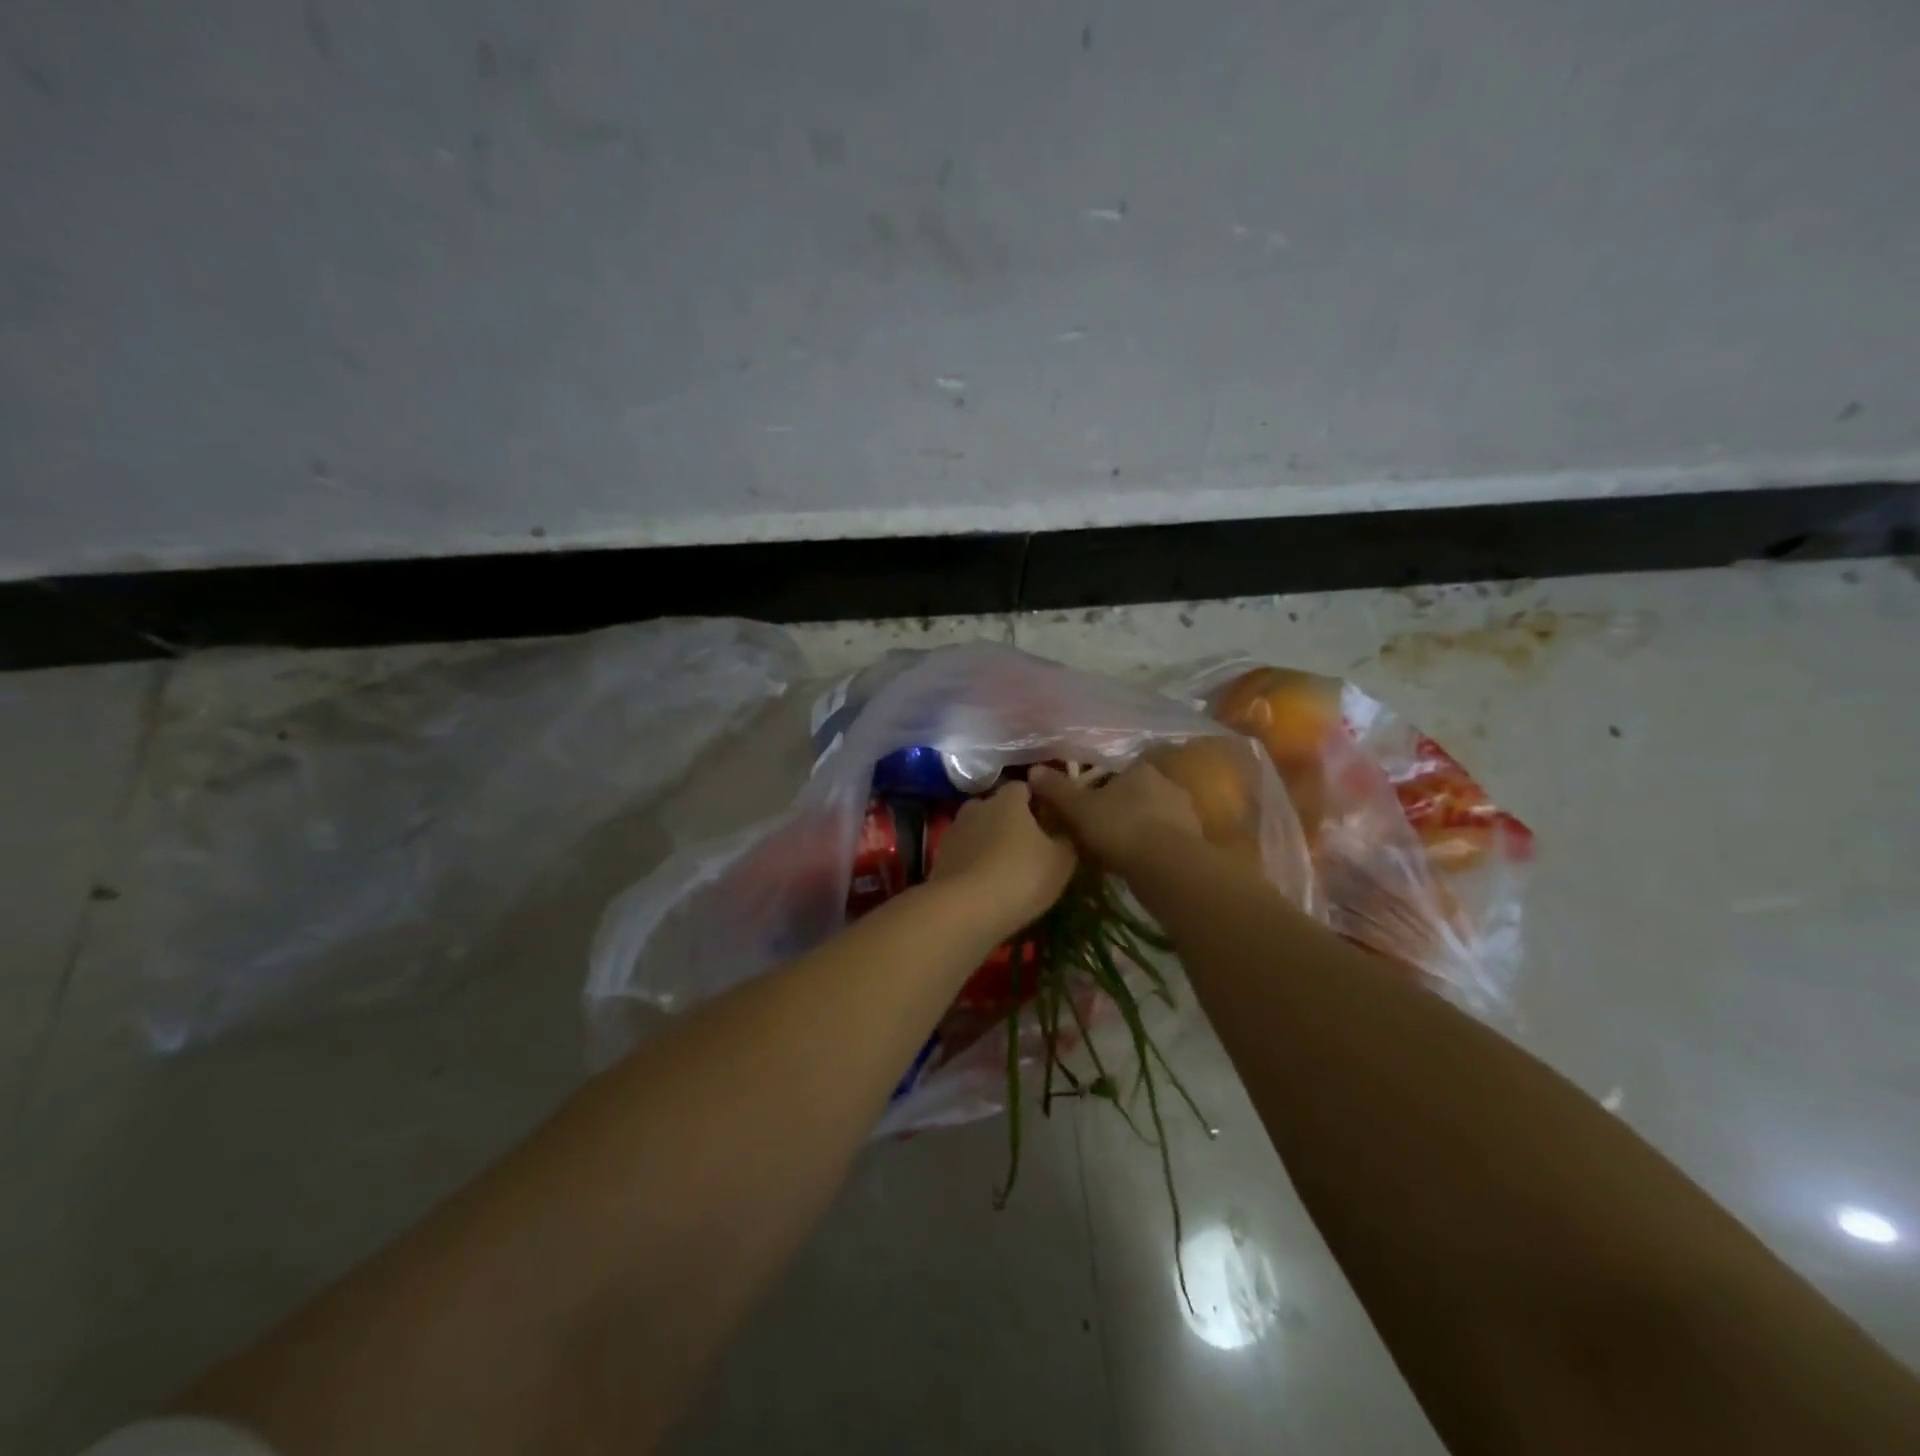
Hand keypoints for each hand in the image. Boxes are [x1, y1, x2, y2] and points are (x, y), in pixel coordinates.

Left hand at [927, 782, 1077, 937]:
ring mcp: (955, 831)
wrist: (964, 909)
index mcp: (1008, 799)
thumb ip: (1067, 840)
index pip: (1024, 787)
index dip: (1038, 801)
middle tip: (1030, 846)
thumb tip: (1066, 832)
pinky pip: (964, 853)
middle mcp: (978, 806)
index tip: (1050, 820)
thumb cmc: (1021, 876)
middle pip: (998, 807)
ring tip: (1007, 868)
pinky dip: (975, 863)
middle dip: (1012, 821)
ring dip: (991, 842)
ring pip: (978, 830)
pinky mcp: (940, 857)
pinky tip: (986, 884)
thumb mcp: (1061, 861)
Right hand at [1028, 759, 1205, 871]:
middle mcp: (1167, 784)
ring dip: (1137, 829)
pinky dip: (1151, 848)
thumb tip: (1034, 770)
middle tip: (1097, 829)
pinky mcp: (1194, 841)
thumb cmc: (1119, 827)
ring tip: (1115, 851)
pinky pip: (1165, 840)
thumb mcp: (1078, 808)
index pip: (1118, 771)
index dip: (1100, 786)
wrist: (1167, 866)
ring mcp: (1185, 813)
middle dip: (1120, 808)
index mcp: (1140, 769)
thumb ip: (1057, 789)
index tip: (1086, 804)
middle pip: (1137, 793)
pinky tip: (1136, 864)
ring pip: (1153, 816)